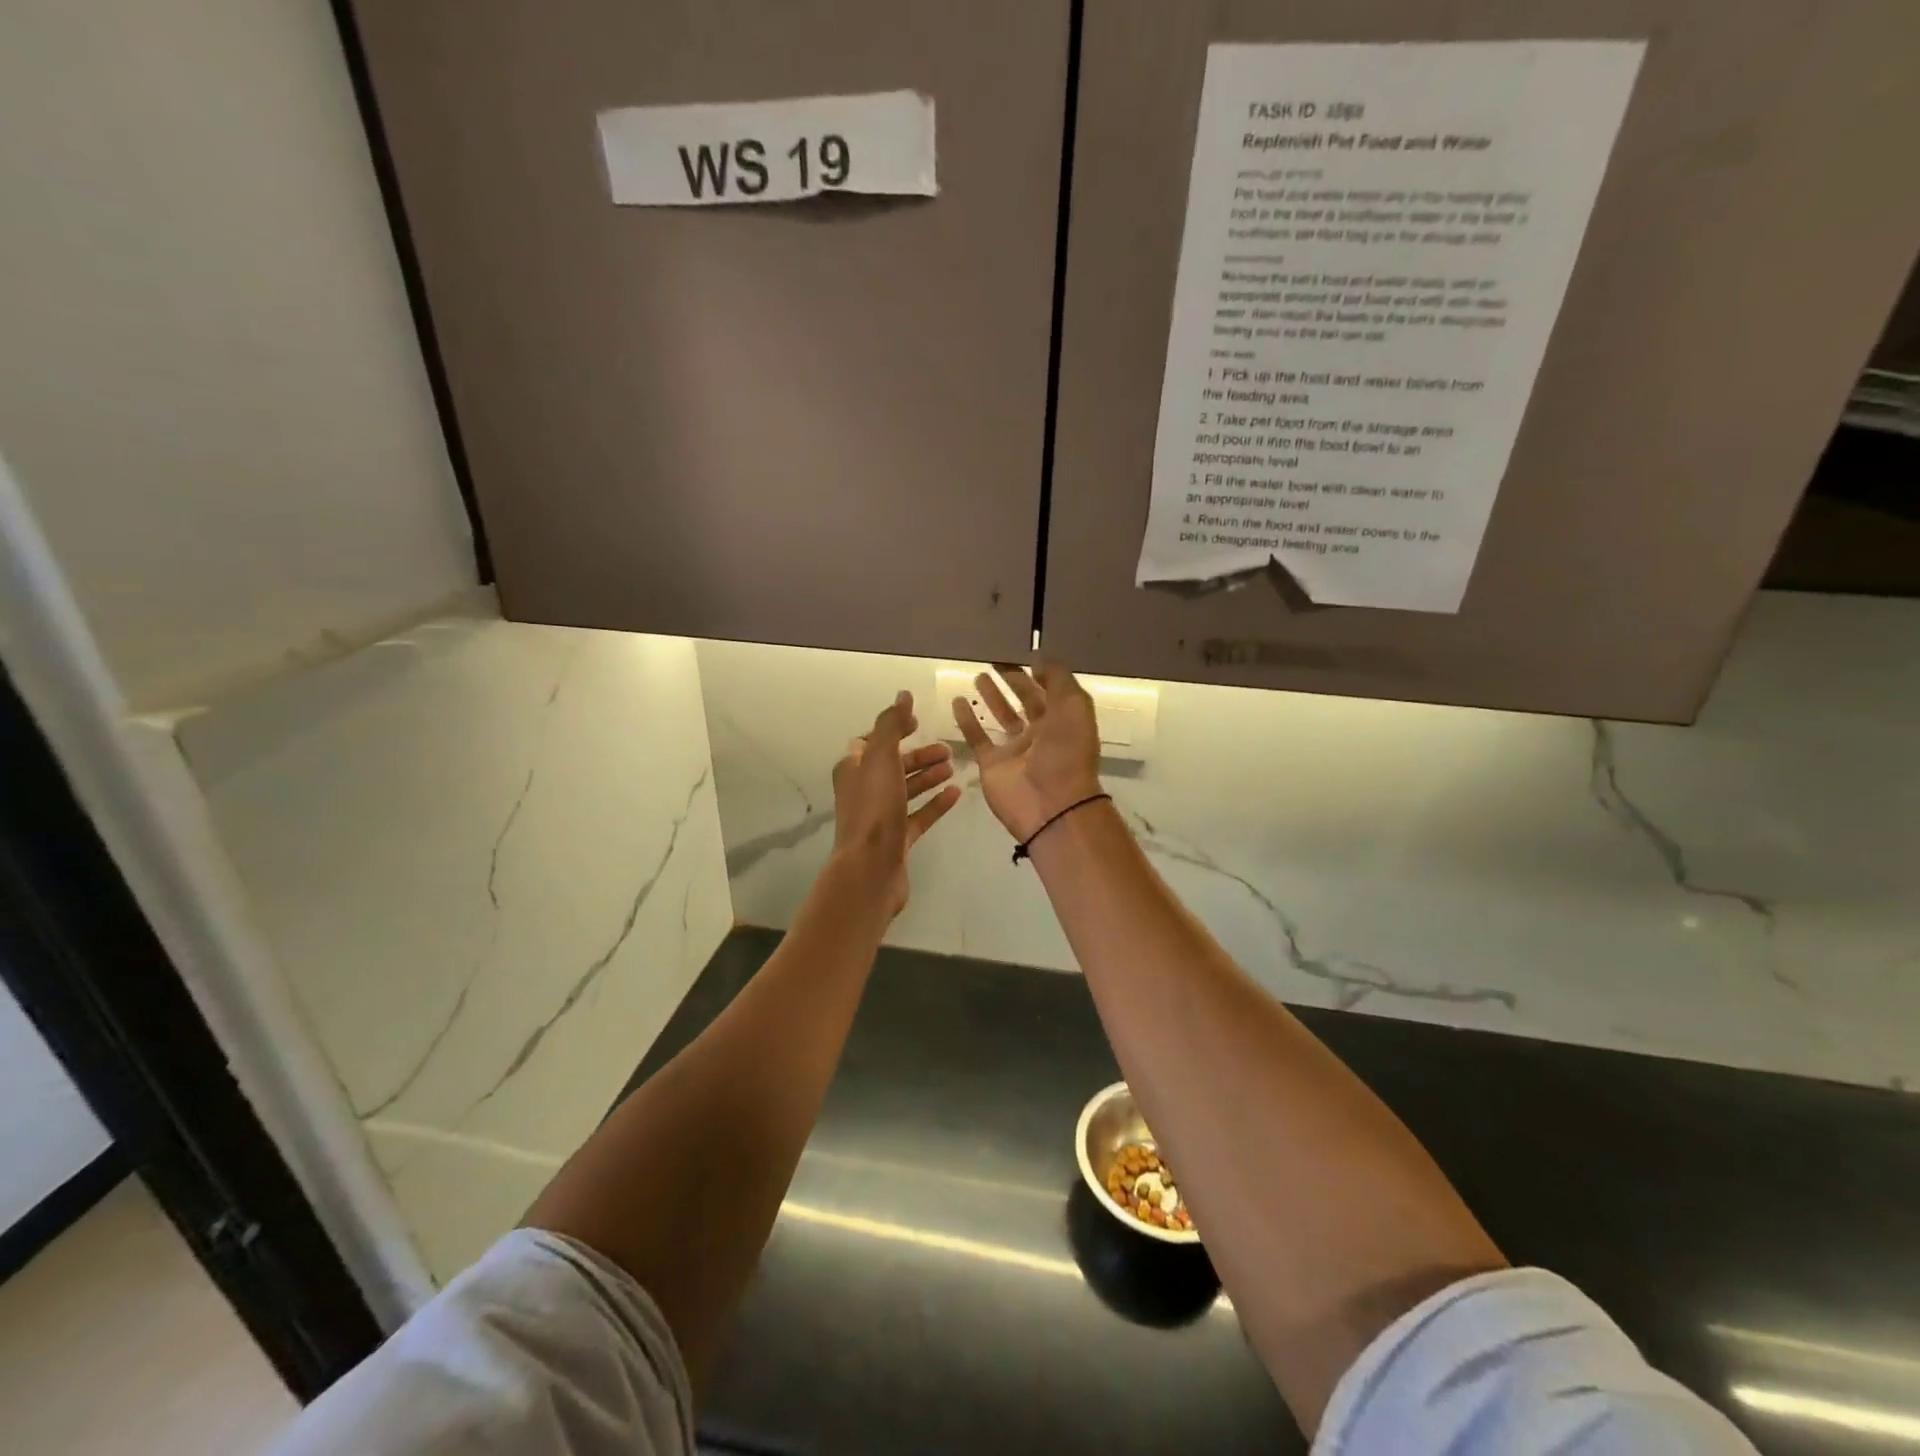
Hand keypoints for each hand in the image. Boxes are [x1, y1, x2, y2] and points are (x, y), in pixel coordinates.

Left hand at [831, 691, 960, 915]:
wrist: (870, 870)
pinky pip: (919, 815)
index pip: (872, 741)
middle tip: (946, 749)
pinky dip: (935, 803)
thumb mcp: (881, 758)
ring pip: (906, 789)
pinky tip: (956, 794)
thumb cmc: (874, 809)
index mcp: (853, 769)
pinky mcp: (897, 840)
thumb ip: (891, 725)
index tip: (918, 723)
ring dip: (928, 776)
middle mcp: (863, 791)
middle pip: (893, 765)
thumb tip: (902, 695)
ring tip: (953, 767)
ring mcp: (880, 817)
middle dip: (918, 755)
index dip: (894, 729)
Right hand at [953, 665, 1103, 843]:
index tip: (1019, 654)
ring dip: (992, 698)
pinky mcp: (992, 763)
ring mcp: (1015, 750)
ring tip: (978, 676)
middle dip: (1013, 682)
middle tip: (995, 661)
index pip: (1049, 691)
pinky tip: (958, 700)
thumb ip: (1058, 679)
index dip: (1036, 673)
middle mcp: (1041, 733)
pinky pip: (978, 737)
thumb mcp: (1073, 706)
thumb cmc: (1066, 752)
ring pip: (1001, 717)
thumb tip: (1037, 661)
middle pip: (1025, 701)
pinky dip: (967, 719)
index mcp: (1063, 721)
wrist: (1051, 803)